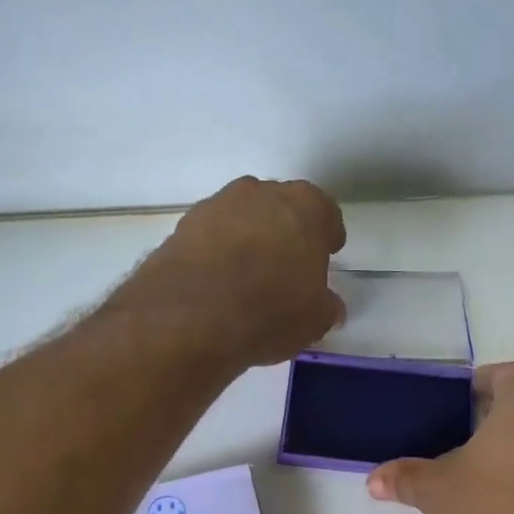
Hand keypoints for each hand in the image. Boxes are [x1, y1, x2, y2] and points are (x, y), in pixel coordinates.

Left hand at [130, 176, 346, 368]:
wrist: (191, 315)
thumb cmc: (270, 311)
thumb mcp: (314, 320)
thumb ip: (326, 307)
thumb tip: (329, 306)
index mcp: (306, 207)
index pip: (325, 215)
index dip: (326, 238)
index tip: (324, 256)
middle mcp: (262, 193)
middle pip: (281, 208)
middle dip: (285, 233)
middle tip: (285, 267)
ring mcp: (218, 204)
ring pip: (243, 219)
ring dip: (248, 239)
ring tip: (246, 277)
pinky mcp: (184, 225)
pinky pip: (211, 236)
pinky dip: (217, 252)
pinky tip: (217, 282)